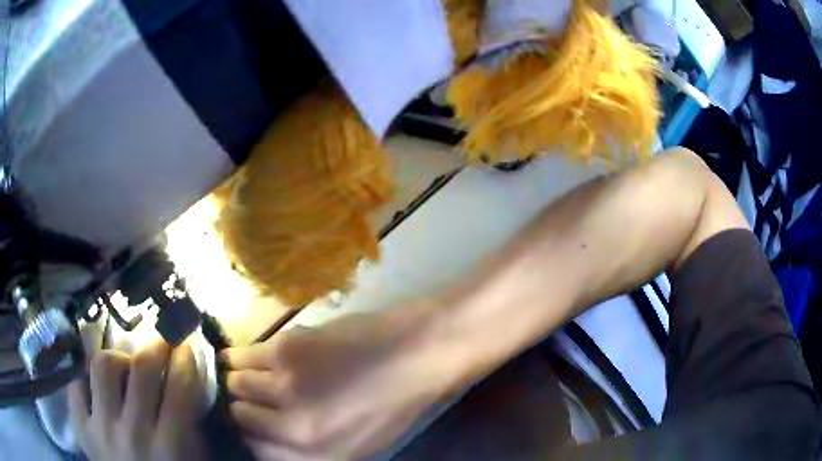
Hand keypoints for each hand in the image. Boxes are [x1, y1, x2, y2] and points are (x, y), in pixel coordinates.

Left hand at [68, 341, 206, 460]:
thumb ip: (189, 427)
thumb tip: (185, 383)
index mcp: (170, 448)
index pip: (179, 389)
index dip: (184, 359)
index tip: (185, 345)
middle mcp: (133, 433)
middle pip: (141, 369)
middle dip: (155, 346)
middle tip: (159, 341)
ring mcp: (101, 428)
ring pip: (102, 367)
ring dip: (118, 358)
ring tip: (124, 365)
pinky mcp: (80, 427)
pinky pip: (75, 385)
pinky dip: (85, 376)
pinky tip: (96, 382)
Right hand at [224, 311, 457, 459]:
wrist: (412, 354)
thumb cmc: (391, 406)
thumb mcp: (355, 448)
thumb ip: (306, 453)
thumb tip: (263, 441)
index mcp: (315, 454)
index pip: (255, 448)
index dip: (249, 436)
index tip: (251, 426)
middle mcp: (292, 427)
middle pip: (240, 417)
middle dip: (241, 410)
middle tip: (251, 400)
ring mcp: (284, 387)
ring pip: (235, 385)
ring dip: (237, 383)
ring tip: (244, 378)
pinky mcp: (283, 349)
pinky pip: (239, 357)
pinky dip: (235, 360)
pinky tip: (239, 360)